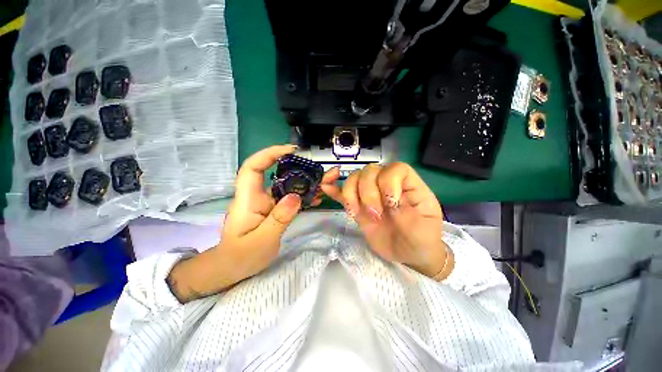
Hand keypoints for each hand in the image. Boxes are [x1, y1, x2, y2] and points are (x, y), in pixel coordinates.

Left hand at [168, 145, 332, 302]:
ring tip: (326, 182)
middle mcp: (258, 196)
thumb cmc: (241, 256)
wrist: (233, 268)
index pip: (253, 167)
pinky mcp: (275, 209)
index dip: (269, 154)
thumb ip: (279, 218)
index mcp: (248, 199)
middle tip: (320, 169)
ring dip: (306, 182)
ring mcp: (268, 202)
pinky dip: (304, 195)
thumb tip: (296, 196)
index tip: (290, 151)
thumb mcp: (262, 240)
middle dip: (299, 168)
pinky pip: (290, 198)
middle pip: (277, 175)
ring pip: (287, 186)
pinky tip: (317, 197)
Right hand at [321, 163, 452, 278]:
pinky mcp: (358, 205)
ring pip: (354, 178)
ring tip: (354, 213)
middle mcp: (388, 185)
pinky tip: (326, 187)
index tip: (390, 204)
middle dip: (368, 192)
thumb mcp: (421, 231)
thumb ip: (405, 214)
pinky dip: (334, 189)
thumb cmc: (420, 241)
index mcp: (409, 186)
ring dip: (350, 193)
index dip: (388, 181)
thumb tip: (386, 202)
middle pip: (370, 171)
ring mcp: (371, 195)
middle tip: (374, 215)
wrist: (407, 254)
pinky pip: (343, 192)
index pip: (396, 169)